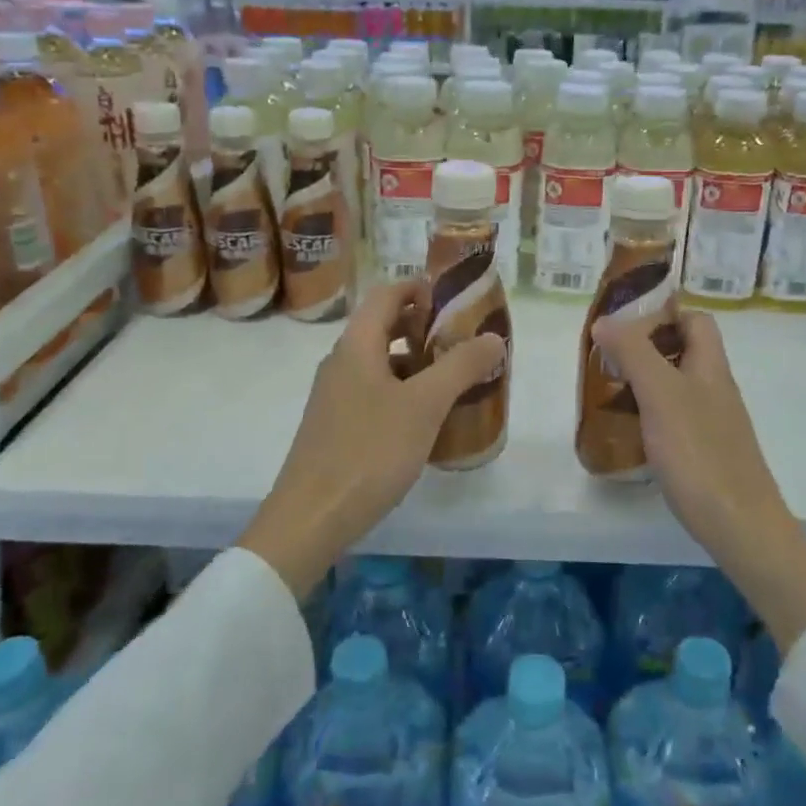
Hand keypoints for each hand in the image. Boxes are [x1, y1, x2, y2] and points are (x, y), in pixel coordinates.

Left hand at [238, 282, 506, 598]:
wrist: (312, 517)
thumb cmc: (369, 451)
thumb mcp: (424, 405)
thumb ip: (460, 367)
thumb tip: (493, 337)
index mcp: (357, 346)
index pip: (387, 294)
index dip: (421, 288)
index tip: (456, 300)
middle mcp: (342, 363)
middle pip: (385, 328)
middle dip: (426, 328)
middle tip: (465, 340)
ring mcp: (336, 396)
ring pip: (382, 364)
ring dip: (418, 364)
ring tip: (456, 379)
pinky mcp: (337, 426)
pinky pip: (376, 394)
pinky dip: (404, 393)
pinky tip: (428, 420)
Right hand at [592, 309, 805, 649]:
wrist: (740, 525)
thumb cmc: (700, 453)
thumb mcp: (661, 395)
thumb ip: (634, 353)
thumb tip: (606, 319)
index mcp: (711, 367)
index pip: (696, 320)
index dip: (664, 313)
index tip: (624, 324)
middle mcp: (715, 389)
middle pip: (683, 352)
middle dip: (645, 349)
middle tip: (608, 360)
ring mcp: (713, 423)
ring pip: (677, 387)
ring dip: (644, 383)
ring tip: (608, 393)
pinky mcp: (705, 452)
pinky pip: (675, 419)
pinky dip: (650, 416)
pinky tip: (630, 433)